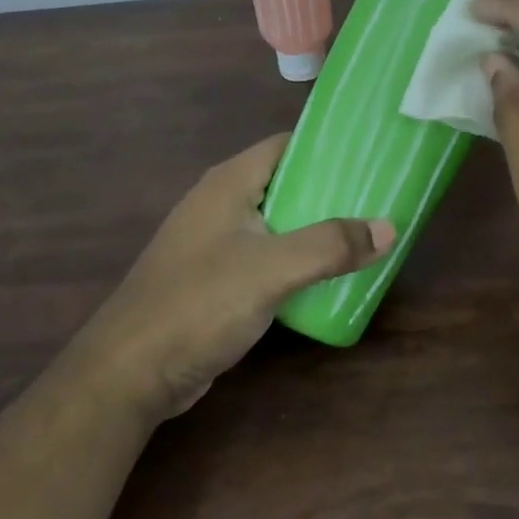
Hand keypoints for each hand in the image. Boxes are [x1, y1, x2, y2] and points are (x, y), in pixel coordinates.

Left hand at [84, 135, 393, 420]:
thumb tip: (389, 227)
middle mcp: (220, 203)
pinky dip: (296, 260)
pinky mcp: (214, 279)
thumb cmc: (199, 303)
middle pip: (286, 183)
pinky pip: (266, 256)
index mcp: (229, 183)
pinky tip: (327, 276)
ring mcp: (215, 242)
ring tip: (365, 235)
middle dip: (331, 191)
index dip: (328, 146)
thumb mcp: (272, 269)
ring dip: (316, 229)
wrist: (130, 373)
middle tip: (379, 200)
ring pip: (277, 223)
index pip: (286, 145)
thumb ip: (331, 245)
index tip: (371, 155)